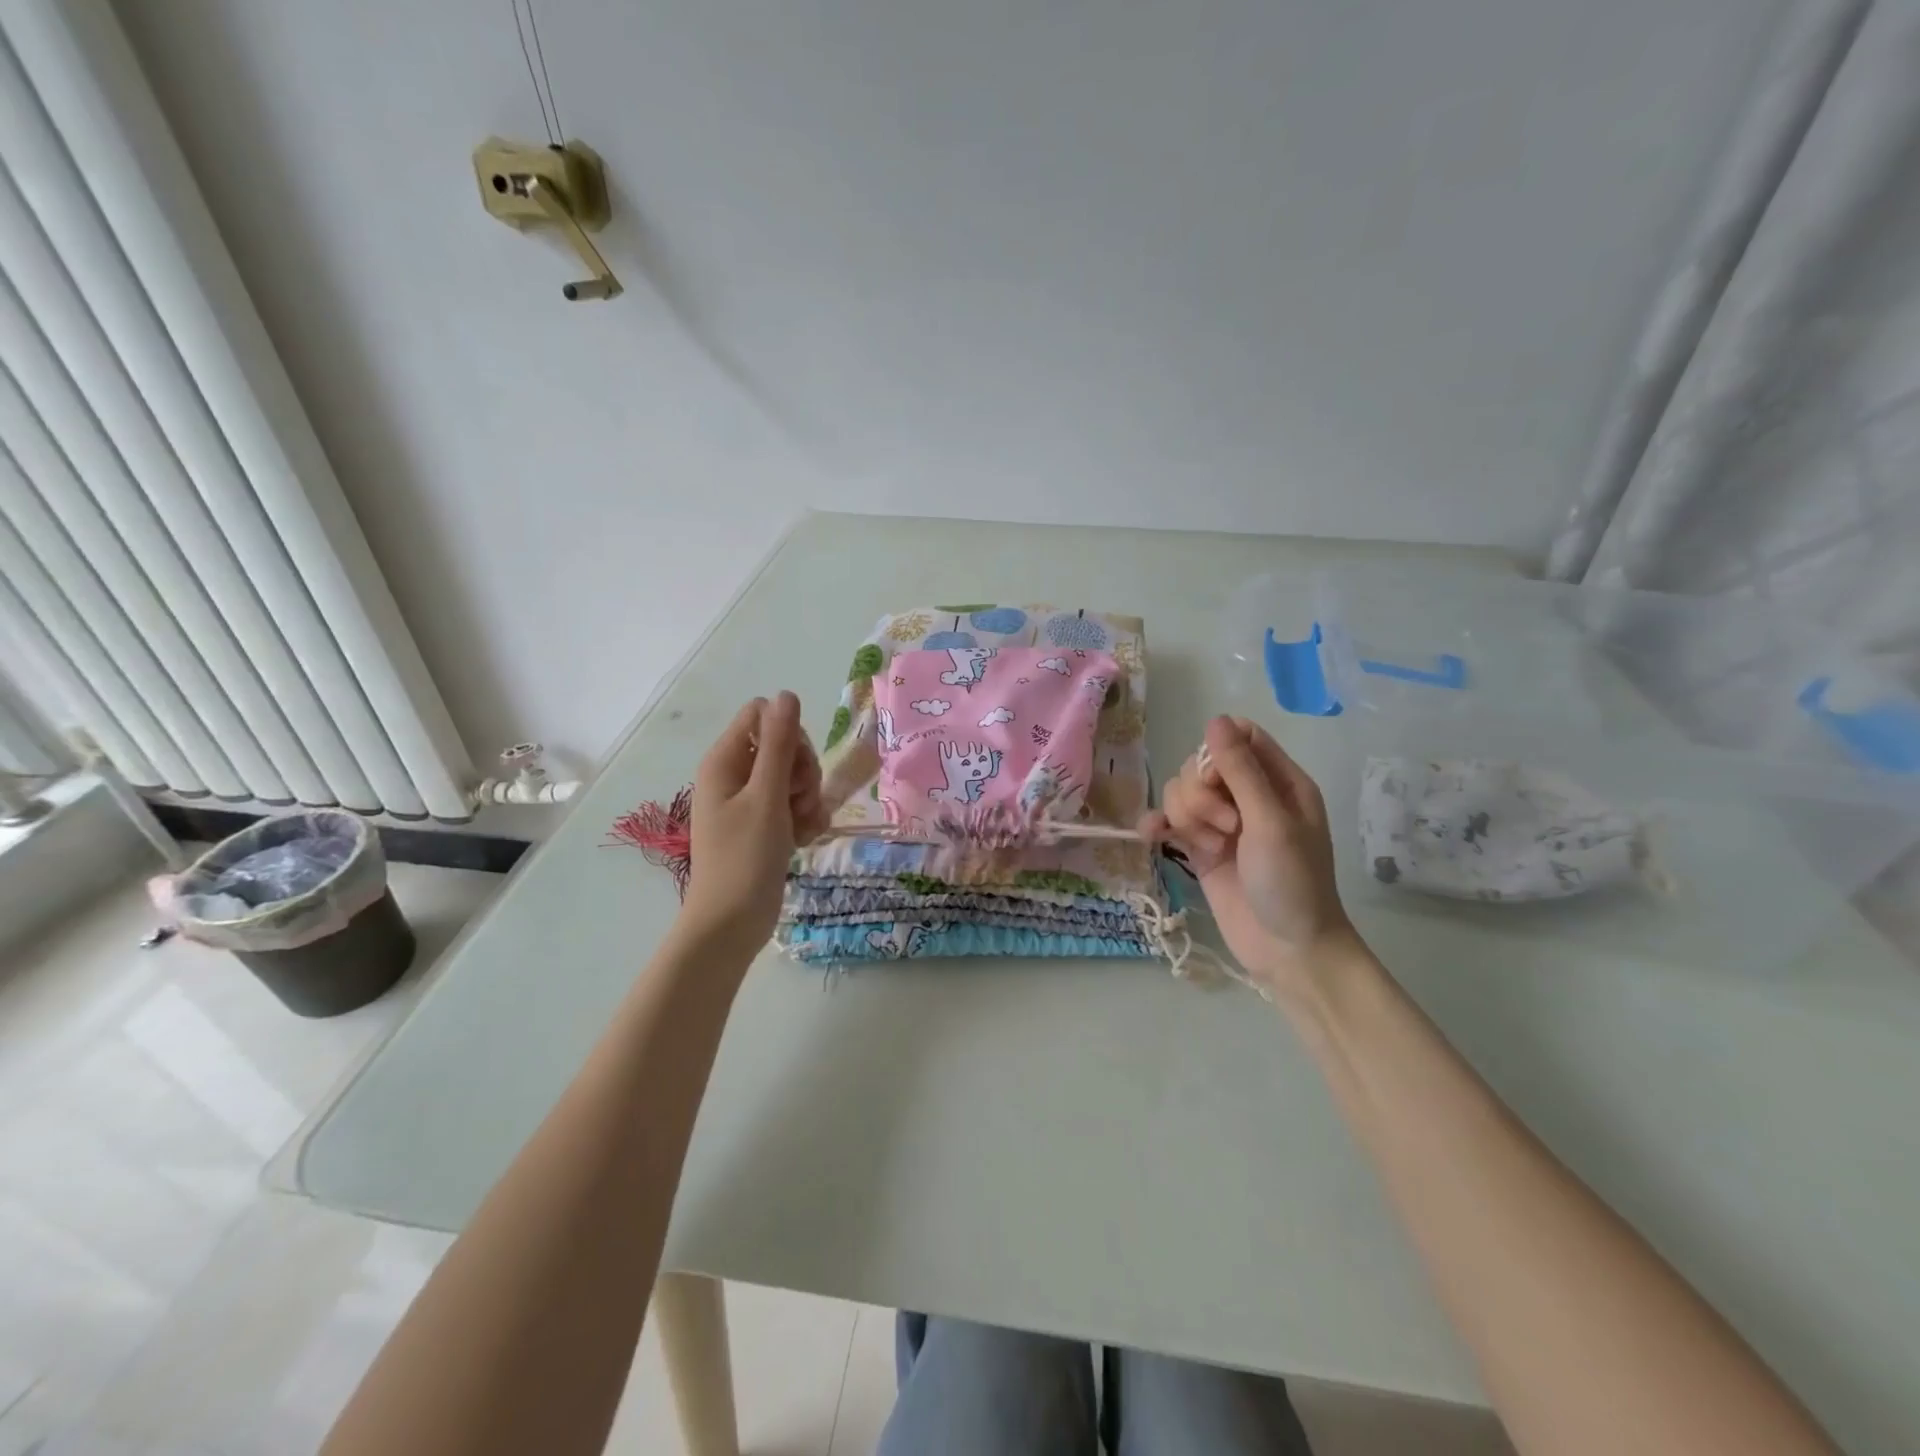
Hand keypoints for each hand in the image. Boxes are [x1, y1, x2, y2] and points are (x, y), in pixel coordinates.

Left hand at [681, 692, 826, 953]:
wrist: (732, 923)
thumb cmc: (745, 858)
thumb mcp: (766, 796)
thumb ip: (780, 744)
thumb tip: (786, 694)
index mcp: (726, 760)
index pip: (764, 715)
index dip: (788, 734)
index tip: (794, 767)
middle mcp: (736, 774)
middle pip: (785, 745)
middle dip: (803, 771)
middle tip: (798, 801)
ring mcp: (751, 801)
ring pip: (796, 776)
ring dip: (809, 798)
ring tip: (800, 826)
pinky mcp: (766, 824)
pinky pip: (796, 804)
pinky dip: (805, 818)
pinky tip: (804, 839)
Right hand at [1140, 716, 1359, 995]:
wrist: (1287, 950)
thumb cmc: (1293, 883)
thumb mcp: (1271, 822)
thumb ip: (1241, 771)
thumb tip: (1215, 719)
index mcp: (1279, 781)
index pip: (1238, 736)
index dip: (1217, 753)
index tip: (1217, 782)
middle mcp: (1249, 796)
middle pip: (1201, 765)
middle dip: (1202, 795)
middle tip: (1228, 828)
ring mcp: (1221, 822)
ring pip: (1181, 792)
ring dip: (1188, 817)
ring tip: (1213, 848)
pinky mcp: (1199, 848)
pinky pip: (1168, 820)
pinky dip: (1158, 825)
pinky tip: (1154, 837)